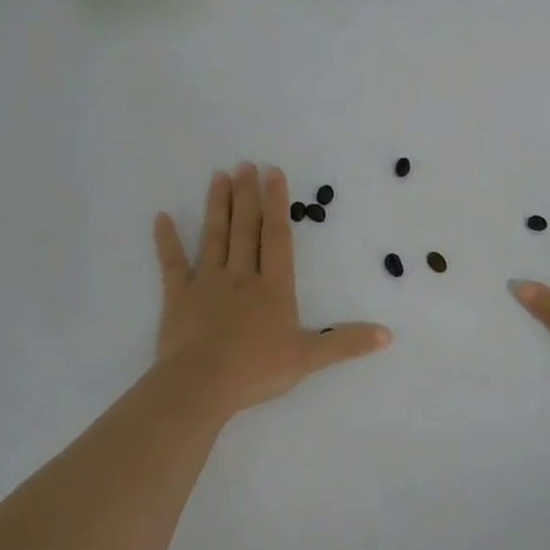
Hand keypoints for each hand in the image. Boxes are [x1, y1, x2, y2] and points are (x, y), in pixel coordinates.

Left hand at [152, 164, 390, 418]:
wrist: (202, 384)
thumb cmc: (257, 370)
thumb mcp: (309, 358)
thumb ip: (346, 343)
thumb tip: (388, 335)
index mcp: (273, 288)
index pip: (277, 238)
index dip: (277, 204)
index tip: (272, 173)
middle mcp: (241, 276)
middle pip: (245, 229)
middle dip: (247, 196)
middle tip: (244, 164)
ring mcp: (208, 284)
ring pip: (214, 237)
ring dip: (217, 206)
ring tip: (219, 176)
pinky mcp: (179, 297)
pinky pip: (172, 264)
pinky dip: (167, 241)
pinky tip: (161, 217)